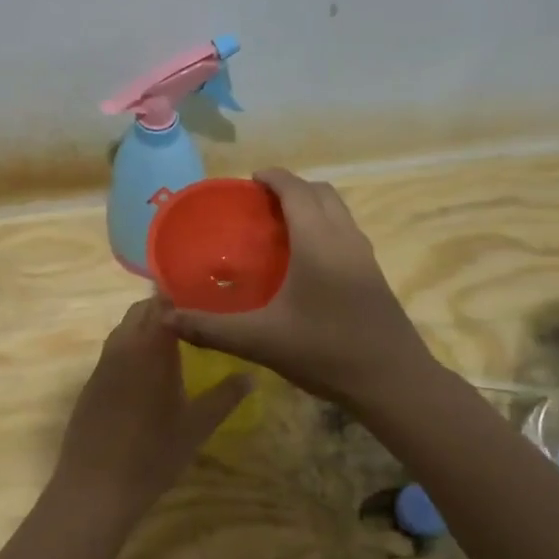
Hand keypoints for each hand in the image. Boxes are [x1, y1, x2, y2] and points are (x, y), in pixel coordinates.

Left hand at [54, 298, 253, 522]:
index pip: (163, 304)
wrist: (95, 487)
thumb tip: (252, 375)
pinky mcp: (91, 383)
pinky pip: (113, 351)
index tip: (204, 298)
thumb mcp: (197, 427)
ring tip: (174, 341)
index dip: (182, 296)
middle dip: (164, 308)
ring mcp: (103, 365)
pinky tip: (147, 371)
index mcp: (150, 349)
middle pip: (141, 311)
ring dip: (145, 327)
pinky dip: (131, 348)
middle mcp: (123, 347)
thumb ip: (225, 396)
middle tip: (194, 319)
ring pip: (124, 329)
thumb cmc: (153, 455)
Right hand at [167, 169, 433, 410]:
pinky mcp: (374, 274)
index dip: (272, 177)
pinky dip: (324, 227)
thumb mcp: (260, 341)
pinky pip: (346, 232)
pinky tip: (305, 263)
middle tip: (259, 206)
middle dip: (291, 188)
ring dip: (311, 206)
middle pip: (320, 192)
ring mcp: (364, 255)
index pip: (295, 189)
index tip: (248, 181)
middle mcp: (344, 237)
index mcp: (317, 240)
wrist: (393, 381)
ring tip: (279, 229)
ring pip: (338, 211)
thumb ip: (211, 328)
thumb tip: (166, 317)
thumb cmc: (325, 351)